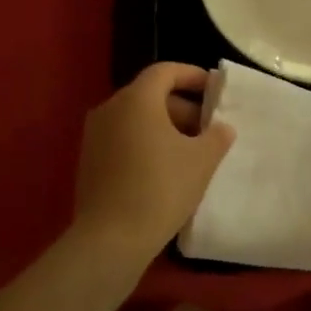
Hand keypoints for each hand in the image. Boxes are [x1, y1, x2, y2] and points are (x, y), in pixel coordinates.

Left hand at [74, 63, 234, 263]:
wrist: (111, 240)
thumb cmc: (161, 189)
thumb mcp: (202, 161)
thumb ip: (217, 136)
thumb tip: (221, 128)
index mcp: (137, 99)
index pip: (165, 71)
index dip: (192, 75)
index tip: (214, 89)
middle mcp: (110, 109)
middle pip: (150, 95)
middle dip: (183, 107)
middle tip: (208, 128)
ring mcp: (95, 135)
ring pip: (136, 118)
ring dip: (165, 127)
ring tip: (191, 152)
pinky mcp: (89, 161)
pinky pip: (123, 138)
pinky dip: (146, 143)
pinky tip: (166, 169)